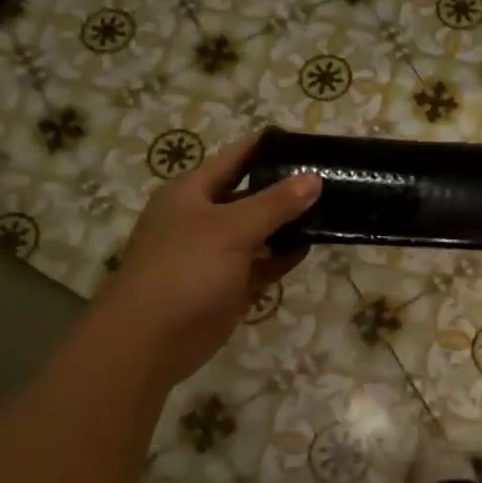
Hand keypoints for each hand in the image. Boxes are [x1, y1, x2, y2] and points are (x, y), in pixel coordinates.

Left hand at [104, 134, 319, 381]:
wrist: (150, 340)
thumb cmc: (185, 270)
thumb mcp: (232, 228)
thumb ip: (275, 203)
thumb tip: (314, 178)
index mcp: (192, 192)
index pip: (236, 157)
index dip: (268, 146)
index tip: (307, 141)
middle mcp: (203, 217)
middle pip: (250, 193)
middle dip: (286, 187)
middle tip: (329, 177)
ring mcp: (216, 253)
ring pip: (259, 230)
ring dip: (289, 223)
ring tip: (331, 209)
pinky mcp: (228, 284)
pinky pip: (262, 262)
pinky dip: (283, 255)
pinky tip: (311, 246)